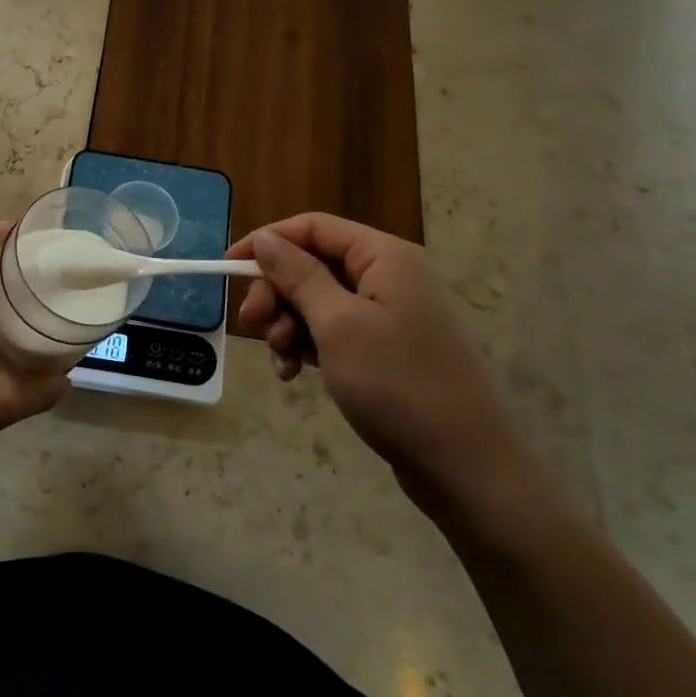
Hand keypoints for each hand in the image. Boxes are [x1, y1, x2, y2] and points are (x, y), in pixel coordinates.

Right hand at [226, 214, 542, 516]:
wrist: (467, 469)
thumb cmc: (398, 385)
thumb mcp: (337, 325)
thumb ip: (298, 275)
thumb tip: (266, 238)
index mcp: (385, 257)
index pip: (313, 227)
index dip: (268, 241)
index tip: (228, 268)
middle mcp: (390, 276)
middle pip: (313, 264)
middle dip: (277, 293)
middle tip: (252, 324)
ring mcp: (392, 314)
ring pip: (319, 301)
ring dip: (290, 325)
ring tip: (281, 361)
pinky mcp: (389, 348)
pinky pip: (336, 331)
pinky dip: (310, 346)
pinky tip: (295, 375)